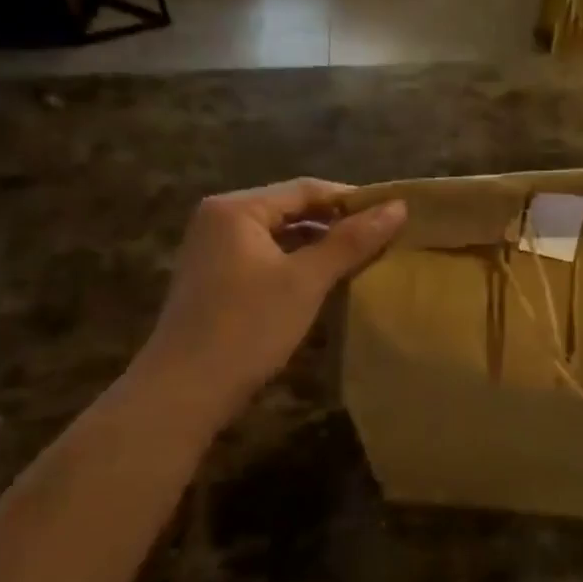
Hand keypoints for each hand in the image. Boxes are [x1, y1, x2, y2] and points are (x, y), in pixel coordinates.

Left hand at [132, 179, 405, 420]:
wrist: (184, 392)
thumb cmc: (248, 327)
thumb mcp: (306, 281)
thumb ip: (351, 241)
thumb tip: (399, 207)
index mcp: (237, 209)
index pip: (306, 189)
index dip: (353, 199)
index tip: (394, 215)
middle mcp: (220, 220)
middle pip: (291, 209)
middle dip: (337, 223)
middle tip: (384, 238)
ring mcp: (214, 251)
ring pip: (280, 236)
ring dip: (319, 245)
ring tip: (363, 258)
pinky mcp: (216, 280)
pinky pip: (267, 258)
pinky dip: (298, 264)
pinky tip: (325, 281)